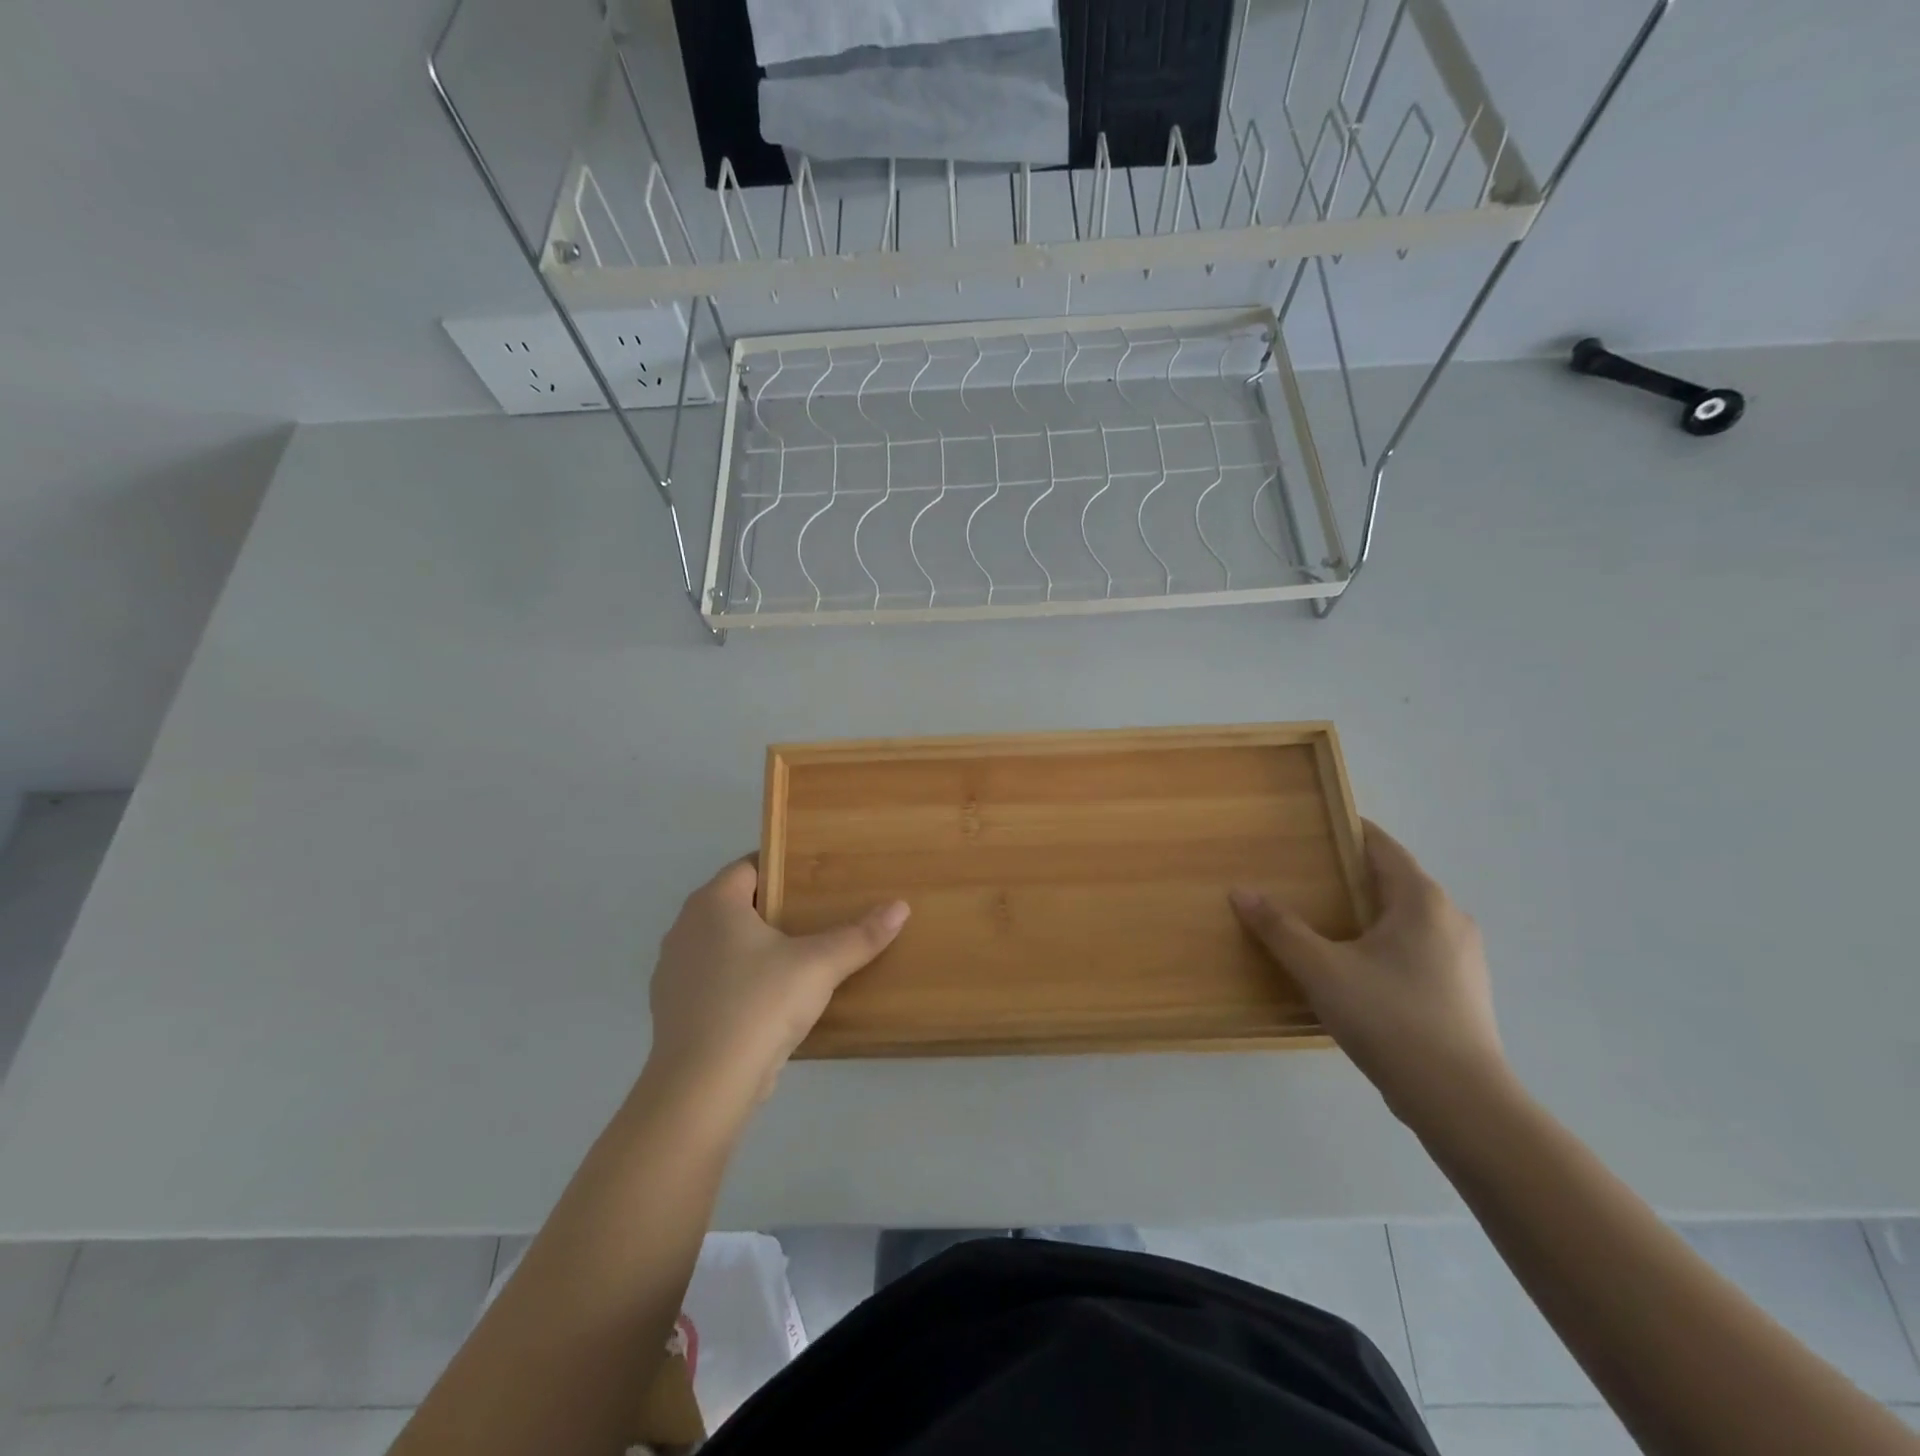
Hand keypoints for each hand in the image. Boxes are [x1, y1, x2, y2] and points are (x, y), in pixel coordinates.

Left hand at [646, 857, 908, 1104]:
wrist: (702, 1088)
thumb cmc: (758, 1005)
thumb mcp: (819, 966)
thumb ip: (859, 936)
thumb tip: (900, 907)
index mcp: (712, 903)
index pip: (748, 867)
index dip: (781, 868)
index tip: (815, 880)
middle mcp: (684, 928)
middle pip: (735, 905)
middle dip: (773, 908)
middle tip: (817, 915)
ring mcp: (673, 972)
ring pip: (721, 945)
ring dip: (754, 947)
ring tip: (798, 958)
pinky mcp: (673, 1011)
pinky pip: (713, 980)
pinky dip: (738, 981)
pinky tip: (769, 1001)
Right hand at [1230, 822, 1508, 1123]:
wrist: (1460, 1102)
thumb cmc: (1390, 1019)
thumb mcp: (1321, 970)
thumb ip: (1280, 928)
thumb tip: (1241, 892)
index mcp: (1422, 901)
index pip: (1383, 847)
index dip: (1349, 832)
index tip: (1313, 828)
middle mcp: (1450, 919)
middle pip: (1395, 881)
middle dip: (1352, 875)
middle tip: (1306, 877)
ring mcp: (1463, 958)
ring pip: (1408, 918)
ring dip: (1370, 913)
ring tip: (1326, 923)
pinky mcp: (1463, 991)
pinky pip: (1418, 949)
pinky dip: (1386, 944)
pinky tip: (1357, 969)